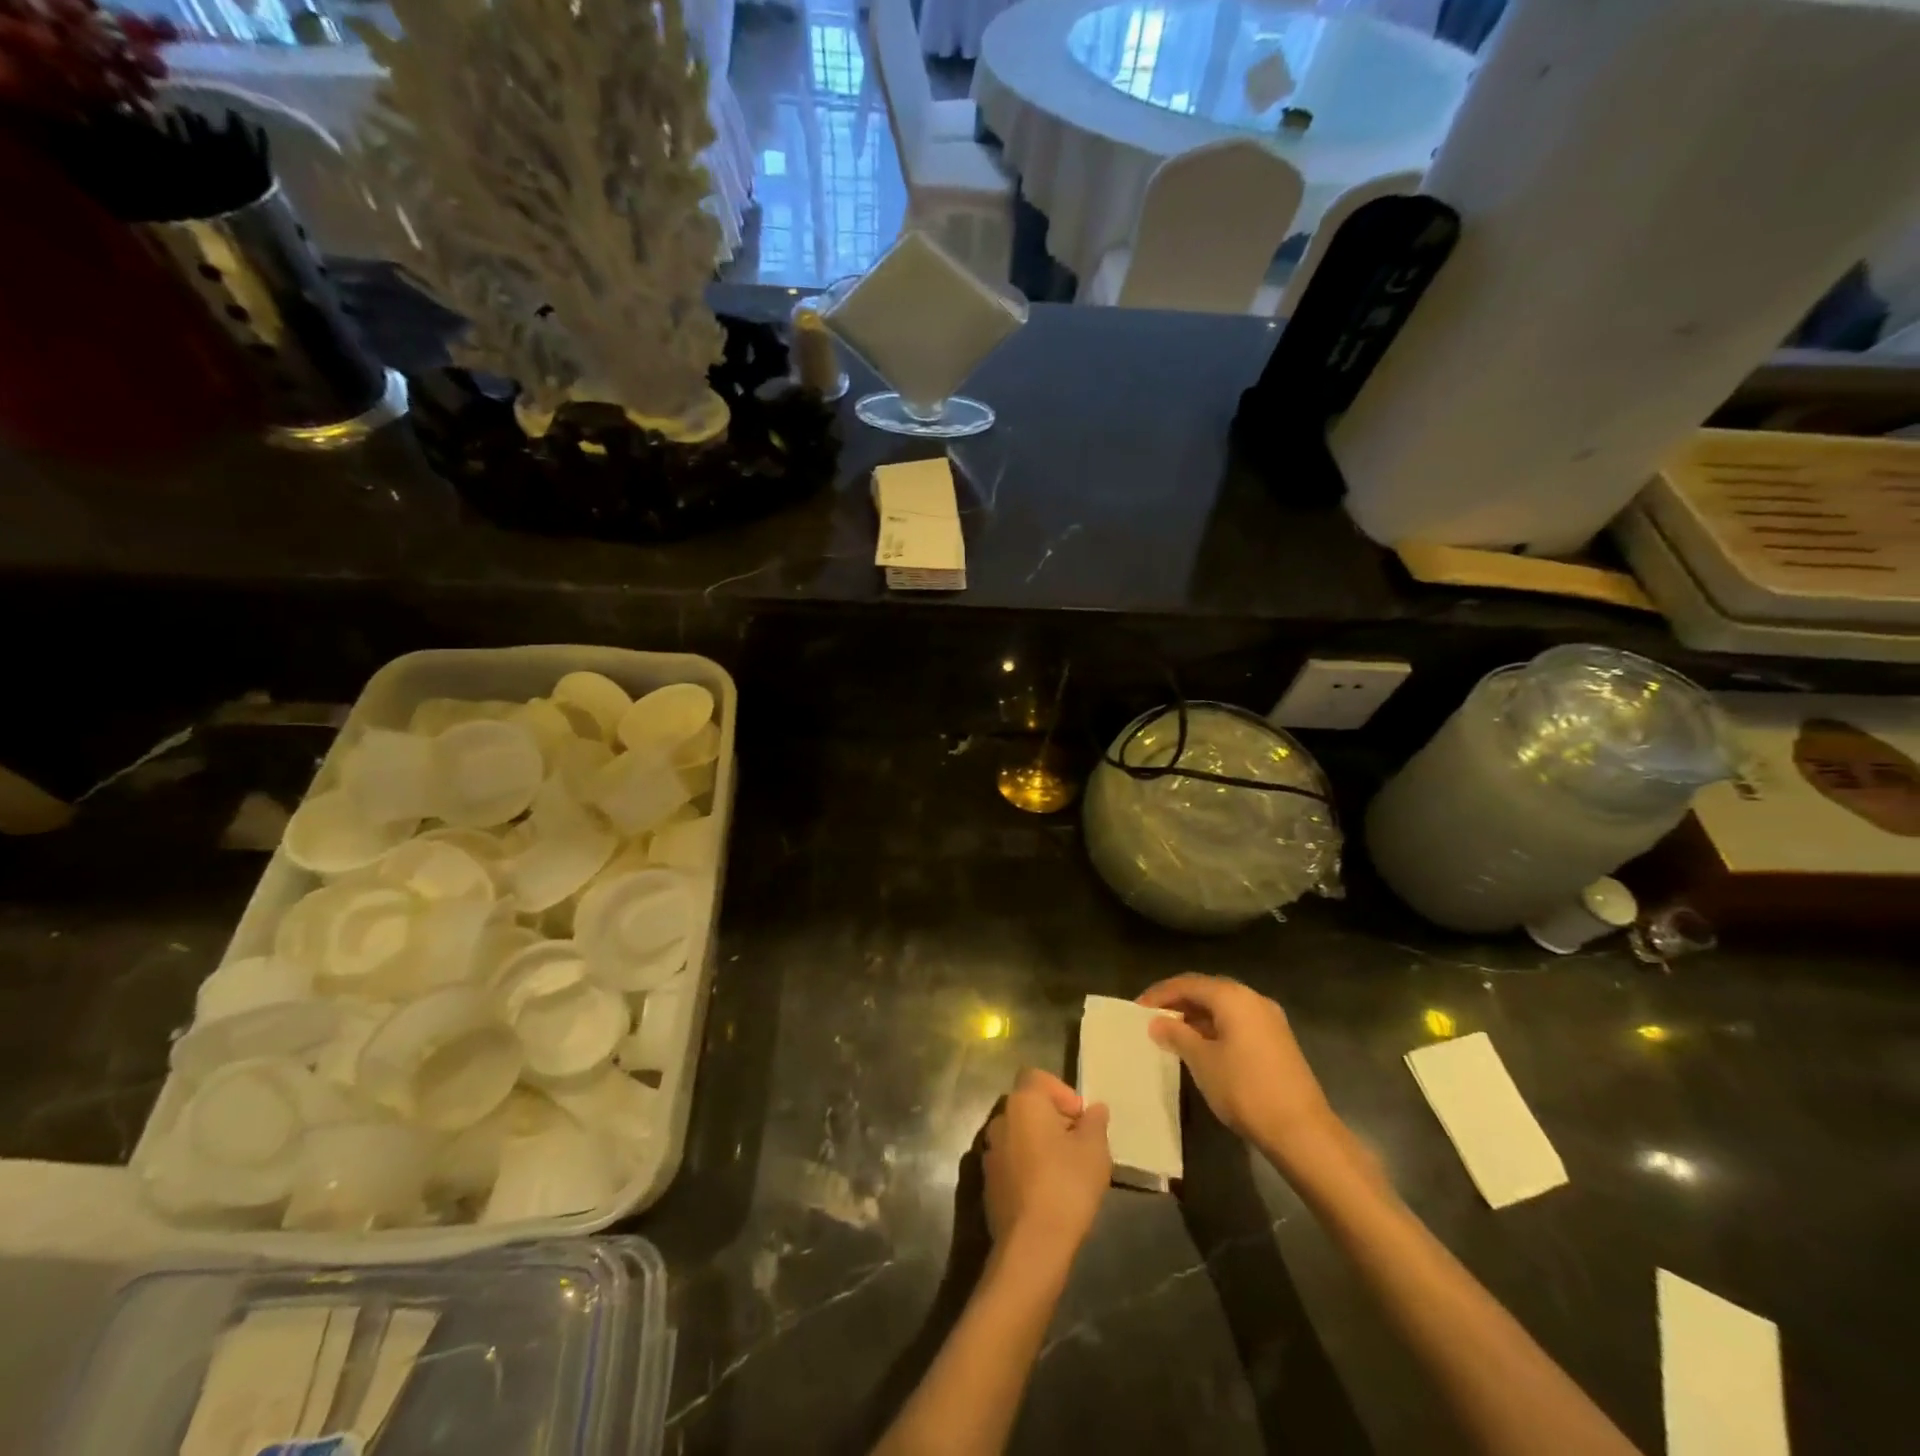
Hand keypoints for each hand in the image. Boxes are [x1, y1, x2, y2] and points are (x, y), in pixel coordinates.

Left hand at [982, 1068, 1110, 1264]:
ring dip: (1039, 1143)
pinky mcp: (988, 1182)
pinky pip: (1011, 1161)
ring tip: (1067, 1170)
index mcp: (1023, 1102)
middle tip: (1079, 1144)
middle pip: (1028, 1105)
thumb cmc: (1066, 1185)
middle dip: (1053, 1118)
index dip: (1061, 1091)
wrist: (1032, 1245)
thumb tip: (1095, 1109)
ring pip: (1019, 1134)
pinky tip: (1048, 1192)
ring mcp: (990, 1152)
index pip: (1037, 1077)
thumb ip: (1095, 1123)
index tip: (1080, 1118)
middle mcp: (1001, 1119)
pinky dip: (1028, 1167)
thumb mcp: (1095, 1151)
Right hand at [1138, 975, 1344, 1173]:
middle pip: (1207, 991)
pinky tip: (1202, 1047)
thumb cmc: (1245, 1089)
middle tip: (1152, 1019)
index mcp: (1233, 996)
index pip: (1188, 983)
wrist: (1302, 1131)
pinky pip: (1238, 1022)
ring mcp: (1270, 1019)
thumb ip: (1177, 1035)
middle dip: (1178, 1002)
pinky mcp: (1278, 1040)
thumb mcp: (1202, 1061)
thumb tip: (1157, 1022)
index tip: (1137, 1009)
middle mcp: (1253, 999)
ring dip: (1197, 1016)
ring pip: (1224, 1007)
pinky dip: (1216, 1028)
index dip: (1160, 994)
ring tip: (1172, 1034)